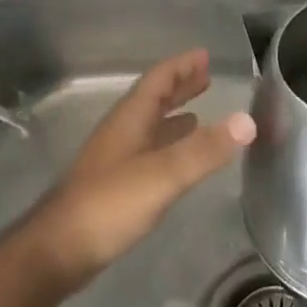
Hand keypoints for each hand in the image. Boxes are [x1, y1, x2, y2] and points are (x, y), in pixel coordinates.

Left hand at [18, 49, 255, 293]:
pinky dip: (168, 147)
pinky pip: (148, 153)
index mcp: (130, 119)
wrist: (58, 251)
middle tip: (206, 77)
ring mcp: (116, 160)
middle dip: (180, 87)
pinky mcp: (115, 187)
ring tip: (200, 115)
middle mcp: (122, 132)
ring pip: (150, 127)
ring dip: (174, 117)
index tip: (204, 55)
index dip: (181, 66)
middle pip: (153, 100)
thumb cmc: (109, 203)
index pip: (158, 80)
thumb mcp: (163, 174)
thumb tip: (248, 120)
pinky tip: (178, 162)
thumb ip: (204, 149)